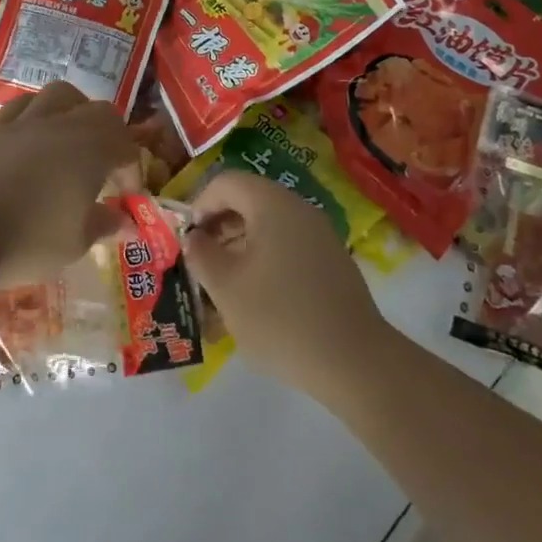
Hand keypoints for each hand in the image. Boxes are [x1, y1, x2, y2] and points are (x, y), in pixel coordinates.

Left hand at [0, 81, 142, 287]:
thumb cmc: (30, 241)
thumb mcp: (76, 243)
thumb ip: (102, 224)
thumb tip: (121, 219)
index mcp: (92, 149)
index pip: (126, 146)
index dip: (132, 169)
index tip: (128, 196)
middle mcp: (63, 125)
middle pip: (99, 111)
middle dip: (112, 134)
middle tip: (107, 164)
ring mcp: (25, 122)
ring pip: (61, 95)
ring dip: (76, 110)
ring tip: (73, 136)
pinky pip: (23, 105)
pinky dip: (37, 113)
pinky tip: (34, 136)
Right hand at [183, 171, 389, 400]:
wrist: (354, 360)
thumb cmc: (280, 317)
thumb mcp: (226, 287)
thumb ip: (202, 255)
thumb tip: (194, 238)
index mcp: (272, 204)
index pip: (226, 182)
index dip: (200, 204)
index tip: (187, 240)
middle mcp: (299, 208)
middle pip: (249, 200)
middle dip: (219, 225)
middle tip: (201, 261)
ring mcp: (320, 234)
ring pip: (269, 224)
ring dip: (240, 244)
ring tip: (224, 282)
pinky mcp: (332, 260)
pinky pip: (289, 244)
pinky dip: (266, 258)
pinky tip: (258, 296)